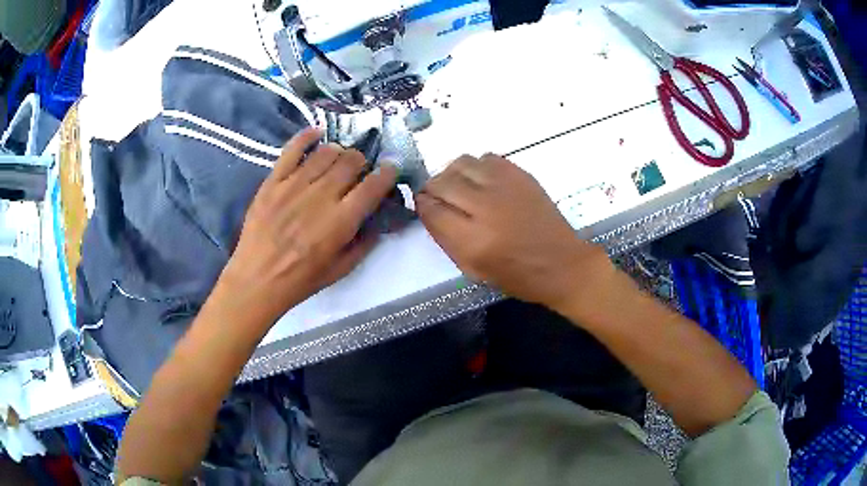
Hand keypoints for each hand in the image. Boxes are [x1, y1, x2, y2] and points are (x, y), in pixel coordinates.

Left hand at [219, 129, 397, 327]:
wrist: (257, 280)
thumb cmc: (301, 280)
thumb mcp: (341, 270)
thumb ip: (364, 244)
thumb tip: (377, 221)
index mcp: (341, 221)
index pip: (373, 185)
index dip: (388, 172)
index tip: (390, 169)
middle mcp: (321, 196)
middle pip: (351, 161)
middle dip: (362, 161)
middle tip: (359, 170)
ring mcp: (294, 185)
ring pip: (326, 152)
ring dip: (339, 151)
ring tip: (338, 159)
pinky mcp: (273, 181)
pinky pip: (292, 149)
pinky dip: (306, 137)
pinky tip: (316, 133)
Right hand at [416, 154, 613, 312]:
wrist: (560, 263)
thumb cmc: (516, 275)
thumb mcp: (473, 269)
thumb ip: (445, 238)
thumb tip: (429, 209)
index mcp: (471, 240)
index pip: (431, 208)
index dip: (422, 205)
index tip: (423, 206)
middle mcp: (485, 207)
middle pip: (442, 182)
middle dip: (433, 189)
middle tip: (438, 198)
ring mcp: (504, 186)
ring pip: (461, 163)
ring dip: (452, 174)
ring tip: (459, 188)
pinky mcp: (520, 174)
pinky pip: (485, 157)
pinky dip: (477, 167)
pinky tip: (482, 182)